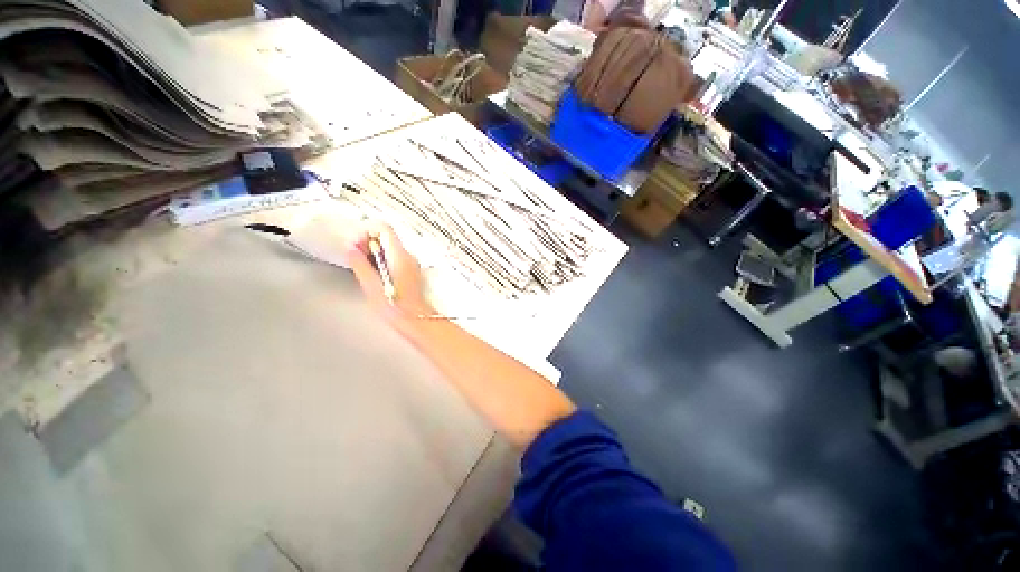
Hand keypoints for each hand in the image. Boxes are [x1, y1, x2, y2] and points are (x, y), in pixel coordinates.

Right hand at [345, 223, 434, 325]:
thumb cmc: (393, 306)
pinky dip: (383, 260)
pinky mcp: (411, 271)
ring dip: (374, 252)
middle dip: (368, 242)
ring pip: (390, 247)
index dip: (366, 231)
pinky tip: (375, 274)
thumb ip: (360, 264)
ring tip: (364, 267)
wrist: (414, 319)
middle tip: (356, 256)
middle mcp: (408, 256)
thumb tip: (350, 248)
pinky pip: (395, 257)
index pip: (384, 229)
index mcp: (399, 255)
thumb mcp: (371, 285)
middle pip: (387, 237)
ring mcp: (411, 263)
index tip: (355, 244)